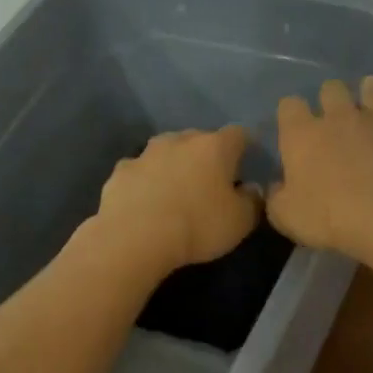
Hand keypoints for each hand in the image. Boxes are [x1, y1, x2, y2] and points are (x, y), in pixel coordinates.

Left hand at [93, 125, 259, 274]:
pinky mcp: (121, 171)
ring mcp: (146, 153)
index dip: (245, 147)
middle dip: (206, 156)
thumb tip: (251, 190)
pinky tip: (145, 202)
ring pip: (166, 152)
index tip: (246, 164)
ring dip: (173, 165)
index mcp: (214, 147)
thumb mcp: (240, 222)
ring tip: (175, 191)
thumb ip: (252, 201)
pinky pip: (139, 172)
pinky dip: (145, 182)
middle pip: (199, 140)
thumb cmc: (198, 226)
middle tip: (210, 182)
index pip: (238, 135)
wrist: (135, 237)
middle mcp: (180, 140)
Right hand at [267, 78, 372, 259]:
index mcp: (302, 136)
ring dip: (365, 91)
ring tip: (366, 94)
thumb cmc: (328, 218)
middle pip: (330, 89)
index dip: (289, 113)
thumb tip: (276, 186)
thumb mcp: (285, 216)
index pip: (289, 106)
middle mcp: (337, 118)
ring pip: (369, 91)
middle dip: (328, 98)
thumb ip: (276, 197)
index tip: (291, 126)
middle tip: (331, 115)